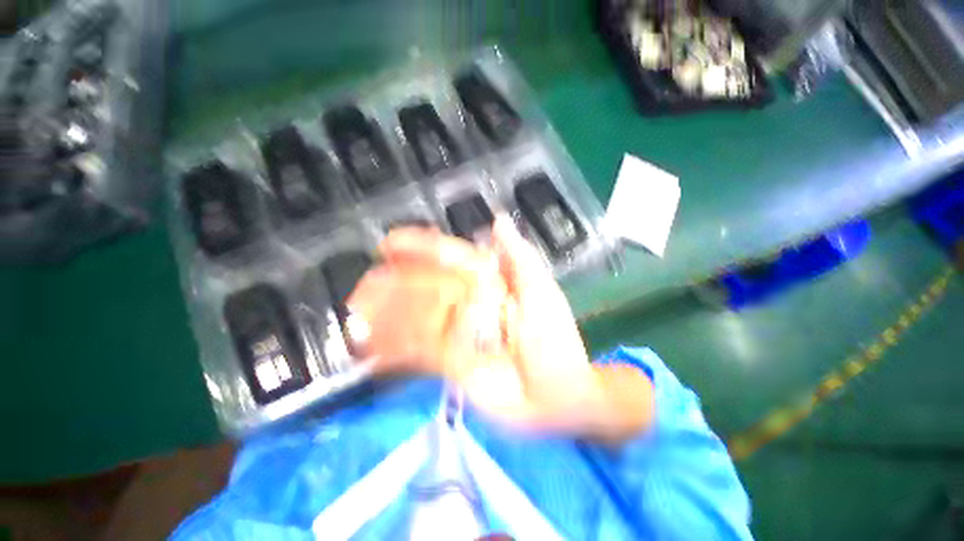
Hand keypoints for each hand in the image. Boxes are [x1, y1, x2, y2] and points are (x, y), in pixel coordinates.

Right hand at [348, 218, 653, 439]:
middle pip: (425, 288)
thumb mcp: (541, 291)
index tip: (389, 243)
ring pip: (416, 318)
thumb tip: (499, 220)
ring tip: (356, 312)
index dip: (420, 248)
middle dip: (394, 284)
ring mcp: (457, 334)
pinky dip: (394, 348)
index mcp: (488, 282)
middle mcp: (468, 303)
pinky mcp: (450, 364)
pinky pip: (417, 352)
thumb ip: (519, 257)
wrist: (559, 394)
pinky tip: (370, 345)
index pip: (450, 258)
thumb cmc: (555, 340)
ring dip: (386, 315)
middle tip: (364, 284)